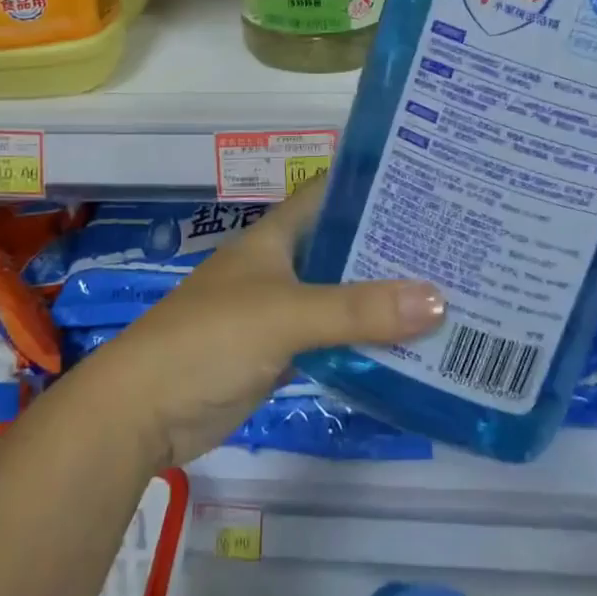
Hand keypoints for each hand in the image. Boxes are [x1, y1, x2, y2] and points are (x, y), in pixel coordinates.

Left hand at [74, 185, 444, 472]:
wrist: (144, 411)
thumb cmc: (210, 339)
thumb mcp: (286, 315)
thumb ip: (358, 309)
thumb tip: (440, 300)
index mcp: (273, 238)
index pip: (326, 195)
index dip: (368, 186)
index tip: (423, 185)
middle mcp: (278, 267)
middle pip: (340, 247)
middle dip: (389, 247)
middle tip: (452, 246)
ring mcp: (278, 312)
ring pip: (339, 296)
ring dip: (381, 298)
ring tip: (445, 292)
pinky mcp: (279, 354)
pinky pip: (331, 339)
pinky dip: (362, 340)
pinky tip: (407, 345)